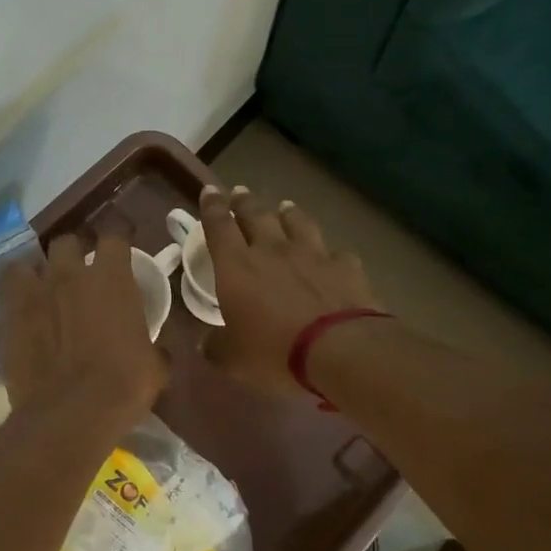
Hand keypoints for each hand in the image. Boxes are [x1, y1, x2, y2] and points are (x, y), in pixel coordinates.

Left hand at [2, 232, 165, 426]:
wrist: (71, 413)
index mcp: (113, 279)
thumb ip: (153, 346)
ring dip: (39, 271)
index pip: (115, 234)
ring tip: (45, 287)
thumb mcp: (156, 366)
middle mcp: (71, 275)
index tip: (122, 240)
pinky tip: (25, 312)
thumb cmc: (124, 385)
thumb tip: (156, 350)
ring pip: (30, 262)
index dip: (119, 234)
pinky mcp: (10, 317)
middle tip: (80, 269)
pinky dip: (17, 296)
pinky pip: (9, 291)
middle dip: (74, 251)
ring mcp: (36, 293)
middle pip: (67, 241)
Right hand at [200, 186, 380, 395]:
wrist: (340, 349)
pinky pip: (335, 252)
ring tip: (285, 207)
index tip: (210, 191)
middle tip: (240, 192)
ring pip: (297, 223)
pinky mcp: (346, 266)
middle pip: (256, 215)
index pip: (219, 227)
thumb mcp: (233, 359)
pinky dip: (329, 252)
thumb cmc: (274, 353)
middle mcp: (273, 251)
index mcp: (237, 268)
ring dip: (288, 214)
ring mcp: (313, 254)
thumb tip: (205, 344)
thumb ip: (216, 347)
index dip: (212, 208)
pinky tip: (332, 254)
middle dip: (245, 202)